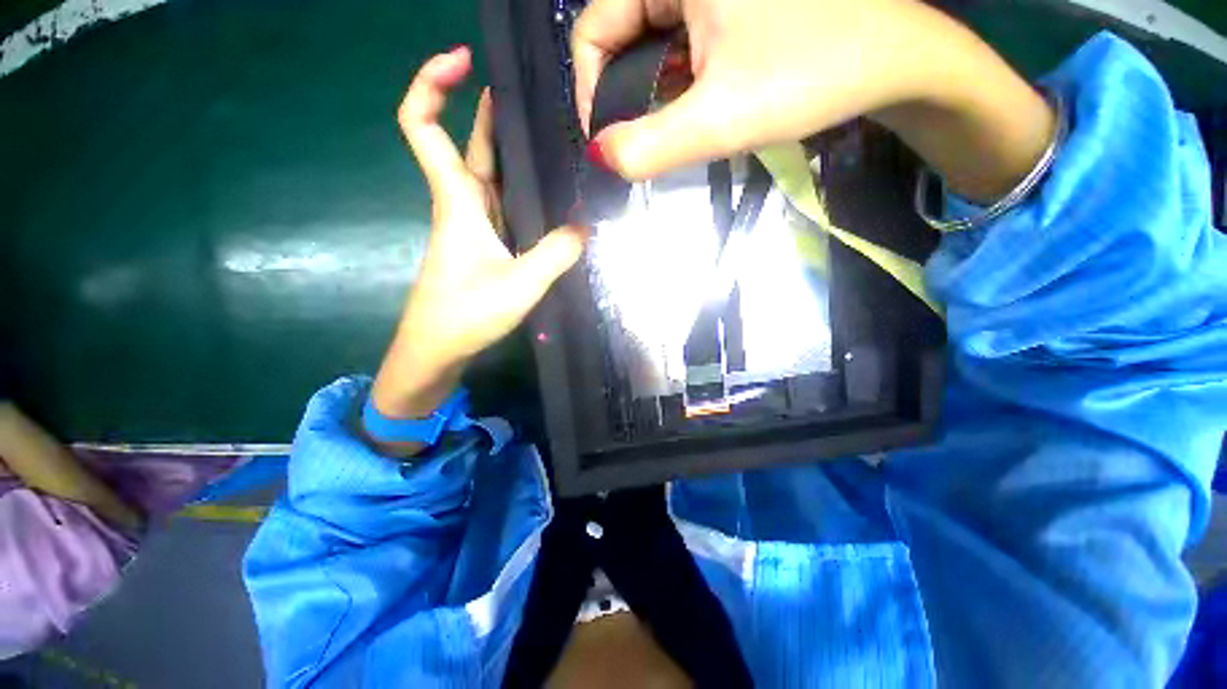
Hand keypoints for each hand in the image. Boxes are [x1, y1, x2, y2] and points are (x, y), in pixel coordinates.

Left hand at [372, 47, 586, 422]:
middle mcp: (462, 205)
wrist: (436, 350)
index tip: (462, 59)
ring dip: (507, 147)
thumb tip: (585, 228)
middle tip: (530, 93)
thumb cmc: (465, 315)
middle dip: (487, 109)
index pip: (423, 126)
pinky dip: (518, 188)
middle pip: (466, 144)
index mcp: (457, 202)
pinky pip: (501, 204)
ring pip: (486, 174)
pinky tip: (546, 192)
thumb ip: (556, 253)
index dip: (431, 84)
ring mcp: (473, 227)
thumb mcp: (519, 285)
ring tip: (549, 136)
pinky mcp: (484, 246)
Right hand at [573, 0, 1054, 201]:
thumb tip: (599, 157)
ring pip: (650, 39)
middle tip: (641, 141)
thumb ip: (650, 146)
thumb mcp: (720, 119)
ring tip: (674, 126)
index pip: (594, 28)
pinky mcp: (731, 2)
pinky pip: (681, 38)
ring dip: (652, 91)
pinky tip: (698, 100)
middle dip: (623, 95)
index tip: (607, 142)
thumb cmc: (811, 76)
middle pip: (621, 32)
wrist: (896, 58)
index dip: (591, 91)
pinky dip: (677, 77)